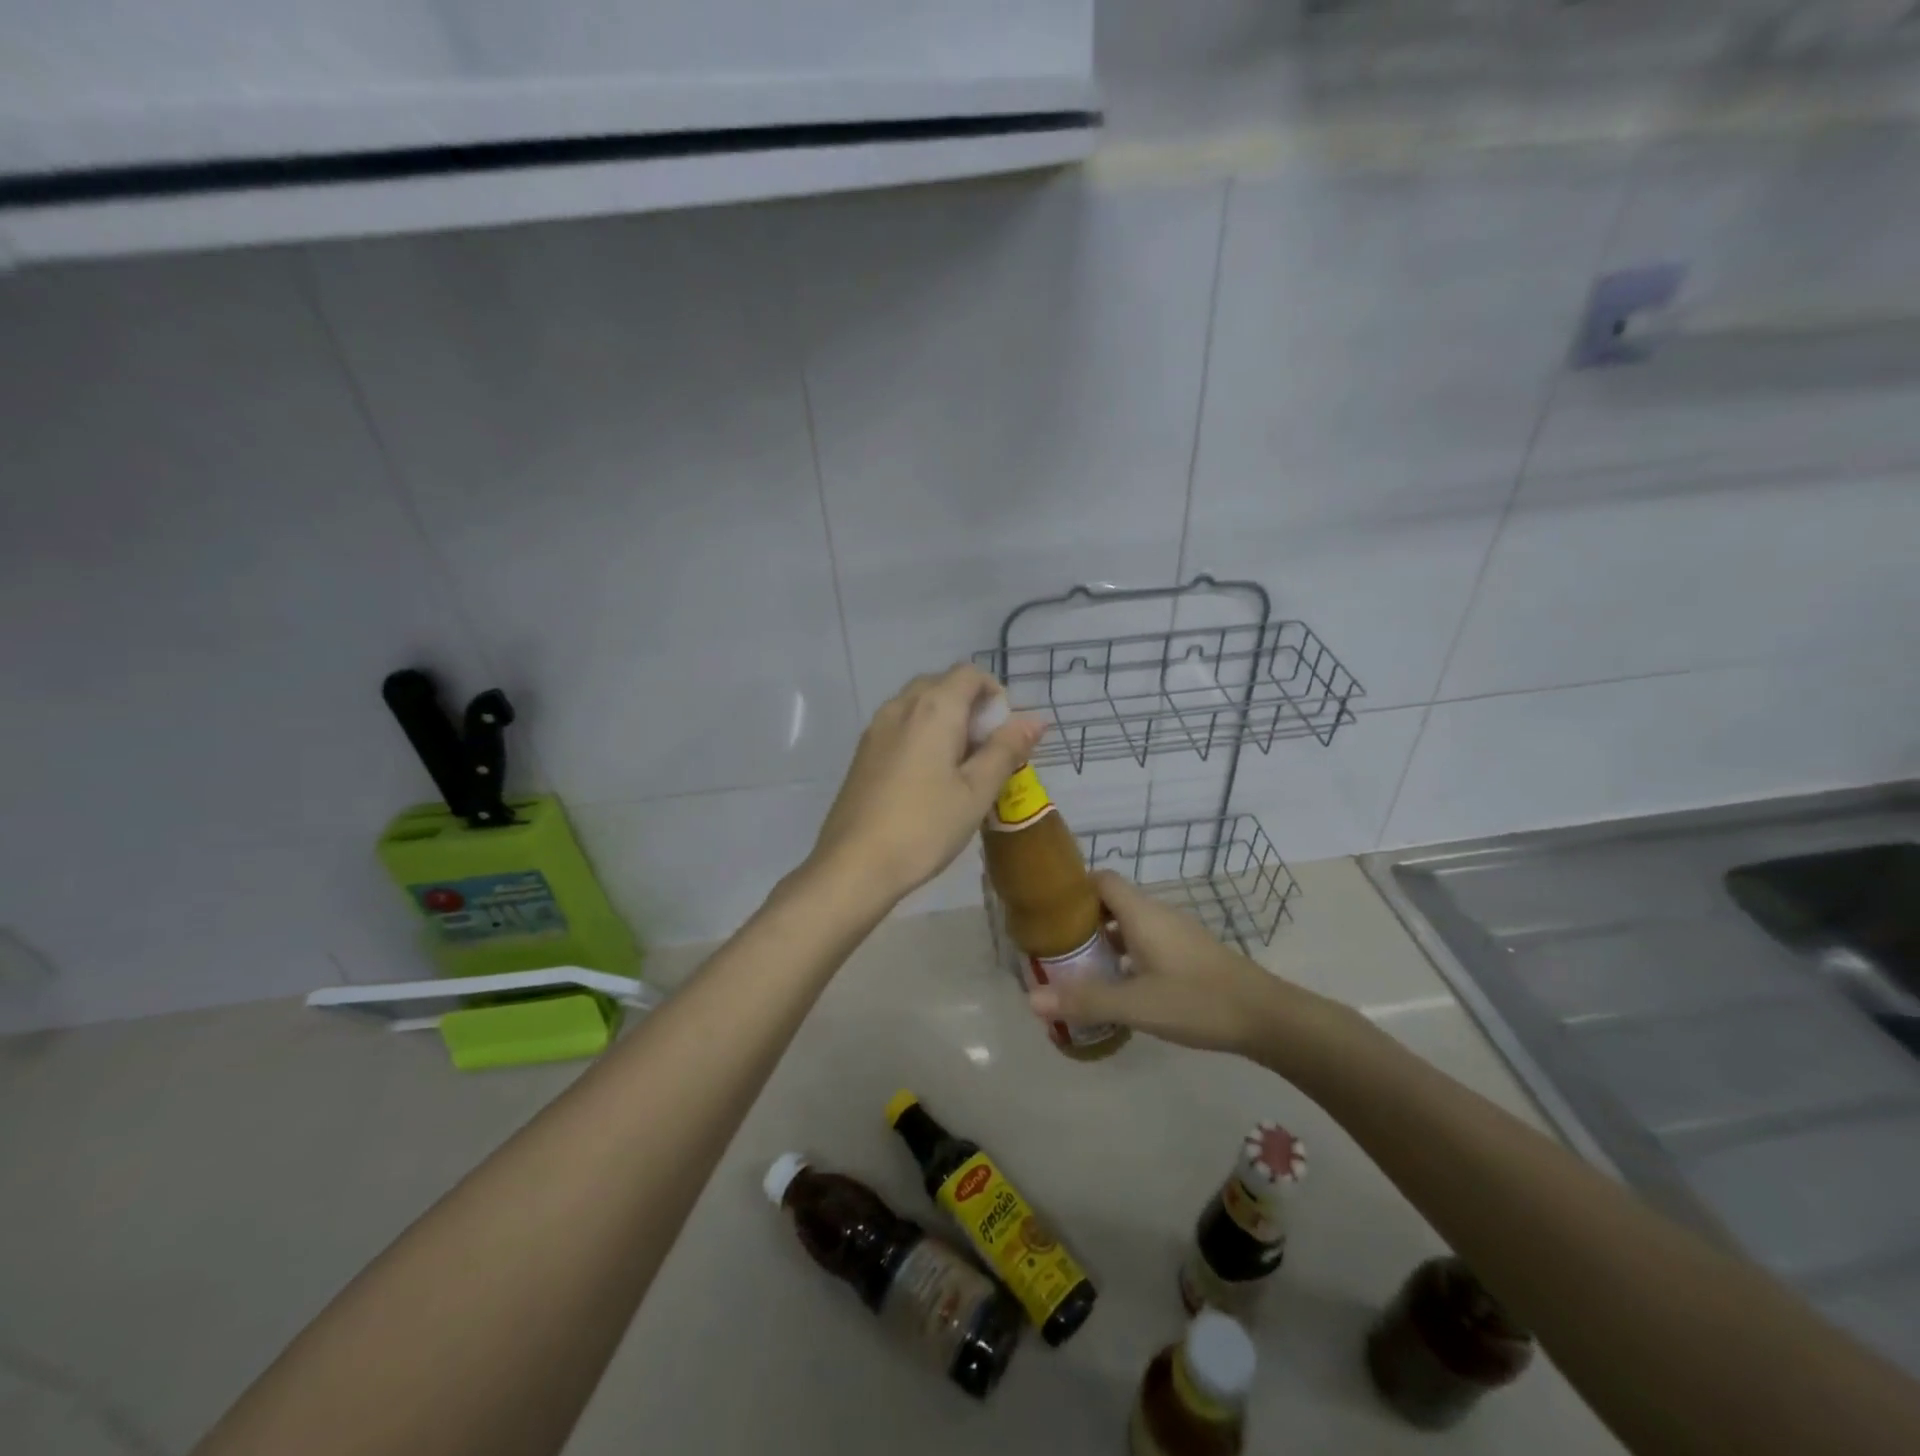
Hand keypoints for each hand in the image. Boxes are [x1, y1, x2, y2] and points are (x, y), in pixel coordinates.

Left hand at [811, 664, 1044, 902]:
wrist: (854, 865)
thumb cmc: (925, 826)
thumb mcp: (977, 791)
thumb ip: (1006, 749)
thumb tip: (1035, 719)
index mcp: (933, 708)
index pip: (969, 673)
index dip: (994, 695)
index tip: (1003, 735)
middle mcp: (900, 706)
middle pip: (942, 685)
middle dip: (970, 708)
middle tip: (985, 753)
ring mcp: (876, 729)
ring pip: (919, 706)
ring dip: (946, 722)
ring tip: (959, 769)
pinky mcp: (863, 753)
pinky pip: (900, 727)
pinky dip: (922, 736)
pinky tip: (928, 781)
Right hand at [1027, 870, 1347, 1064]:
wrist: (1266, 1017)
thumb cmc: (1198, 1001)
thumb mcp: (1136, 1004)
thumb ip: (1085, 1000)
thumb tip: (1031, 999)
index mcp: (1142, 913)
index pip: (1101, 879)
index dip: (1073, 888)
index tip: (1047, 909)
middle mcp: (1157, 915)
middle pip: (1111, 901)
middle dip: (1081, 919)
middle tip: (1053, 945)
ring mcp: (1175, 934)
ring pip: (1128, 924)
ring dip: (1103, 940)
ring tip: (1077, 967)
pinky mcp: (1187, 953)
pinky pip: (1145, 942)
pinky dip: (1125, 955)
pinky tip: (1117, 986)